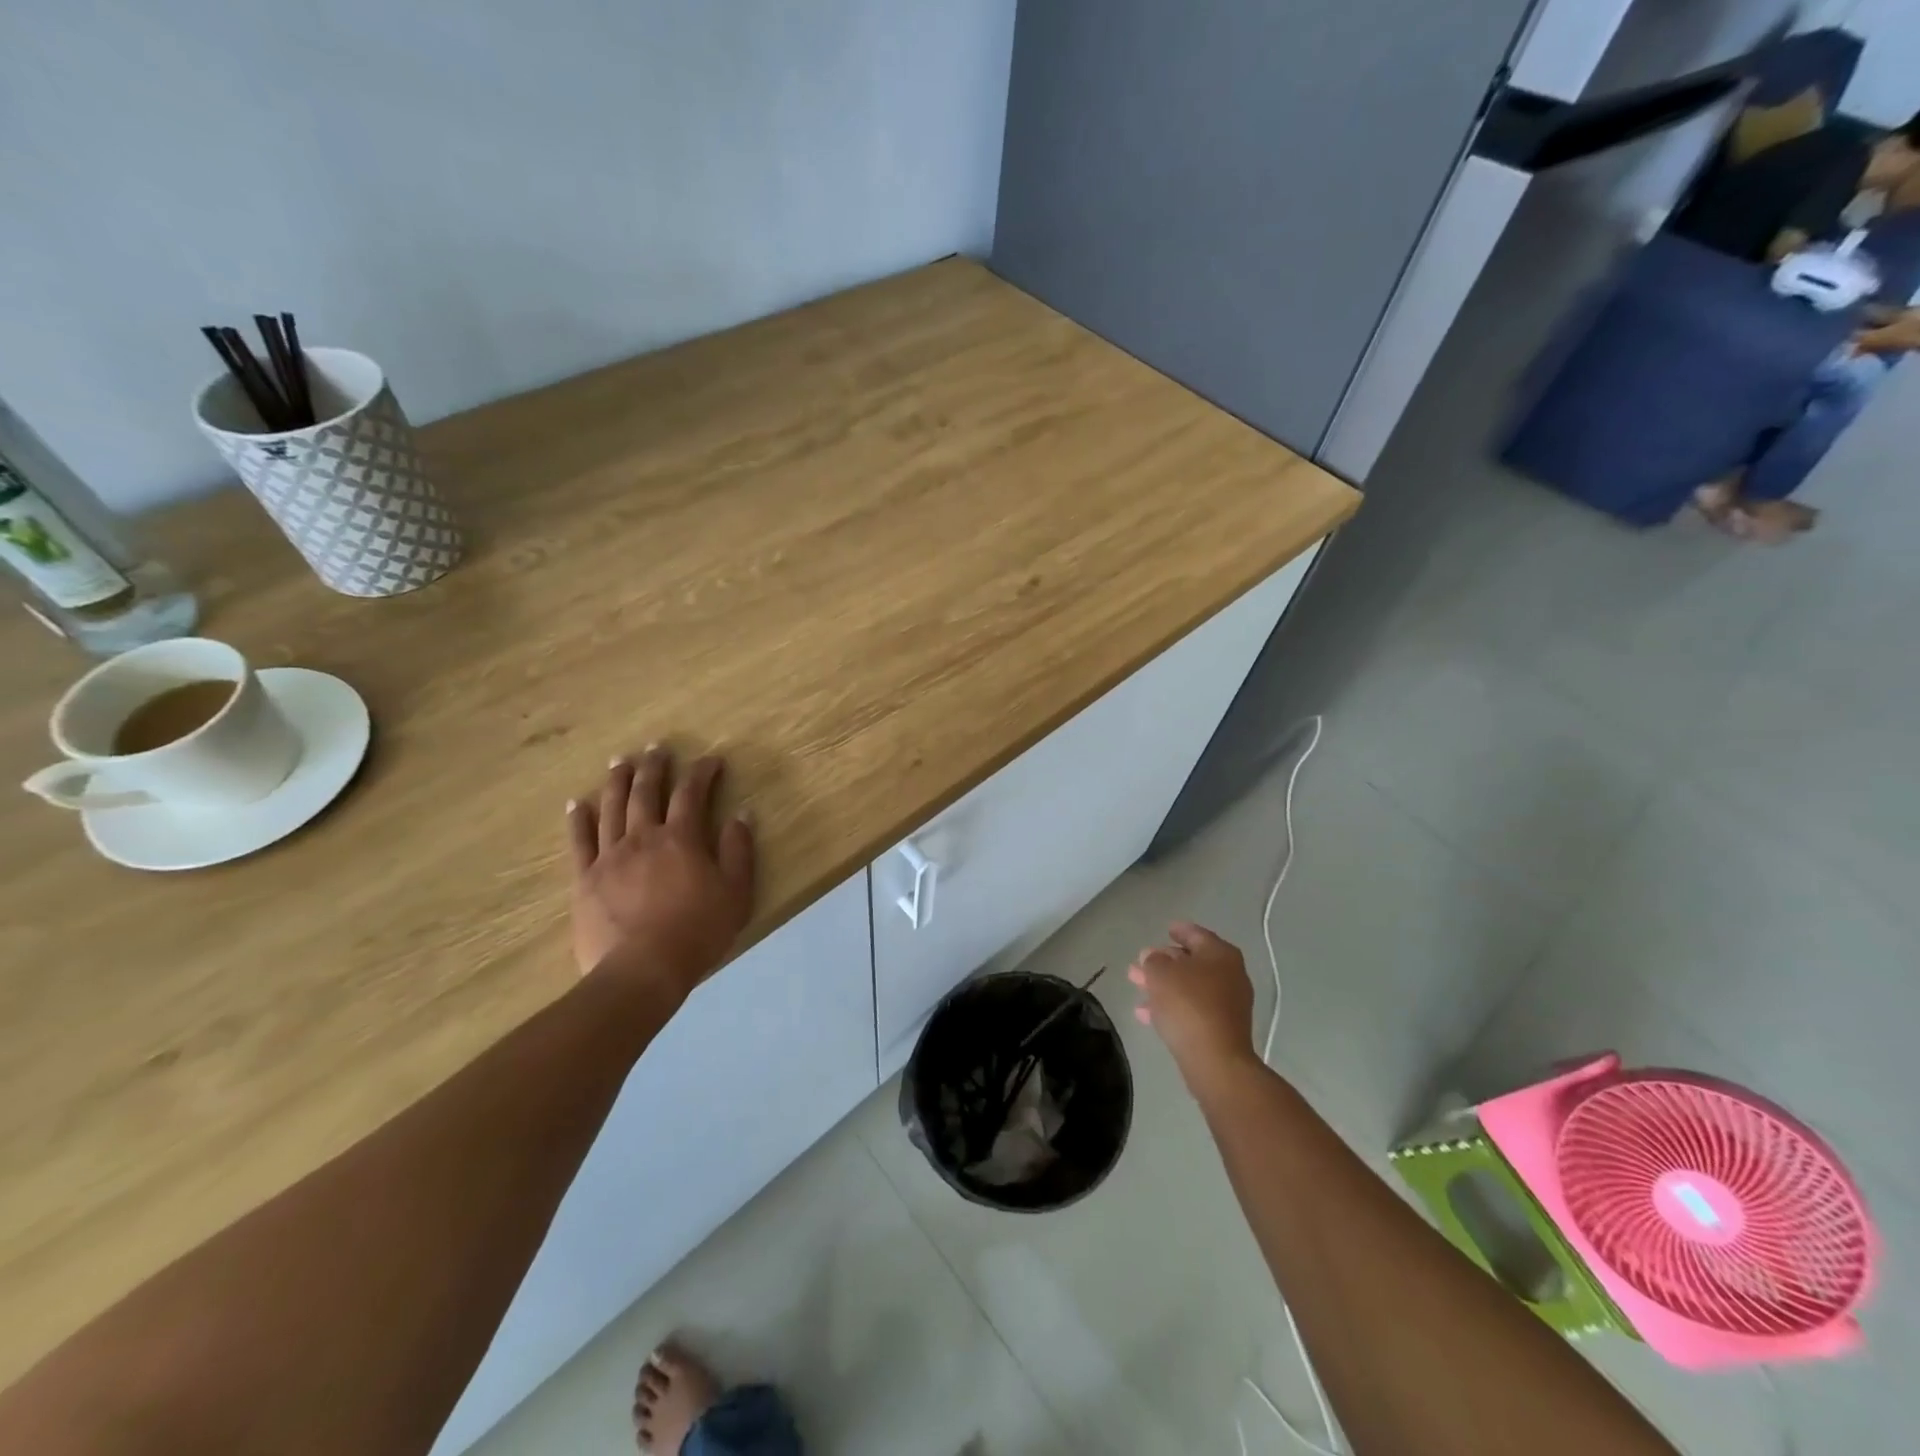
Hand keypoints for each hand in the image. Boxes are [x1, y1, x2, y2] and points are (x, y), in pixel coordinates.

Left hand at [566, 748, 755, 997]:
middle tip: (657, 748)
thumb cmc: (697, 932)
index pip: (692, 794)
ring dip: (617, 781)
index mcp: (682, 839)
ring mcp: (609, 857)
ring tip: (620, 762)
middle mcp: (643, 837)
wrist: (642, 971)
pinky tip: (576, 804)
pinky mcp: (585, 879)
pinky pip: (579, 842)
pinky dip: (577, 820)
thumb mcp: (736, 893)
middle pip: (646, 792)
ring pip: (611, 808)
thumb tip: (741, 814)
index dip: (701, 772)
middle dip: (654, 767)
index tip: (710, 760)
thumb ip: (739, 851)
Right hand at [1127, 922, 1260, 1091]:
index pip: (1197, 934)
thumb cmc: (1188, 1005)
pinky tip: (1146, 1014)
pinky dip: (1172, 1006)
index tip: (1166, 929)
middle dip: (1164, 961)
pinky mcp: (1221, 1029)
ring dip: (1164, 985)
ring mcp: (1228, 1004)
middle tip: (1140, 962)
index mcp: (1220, 954)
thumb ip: (1153, 960)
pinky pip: (1192, 1009)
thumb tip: (1153, 956)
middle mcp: (1230, 975)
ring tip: (1137, 986)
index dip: (1180, 930)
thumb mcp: (1161, 974)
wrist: (1215, 1061)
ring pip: (1190, 987)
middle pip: (1192, 962)